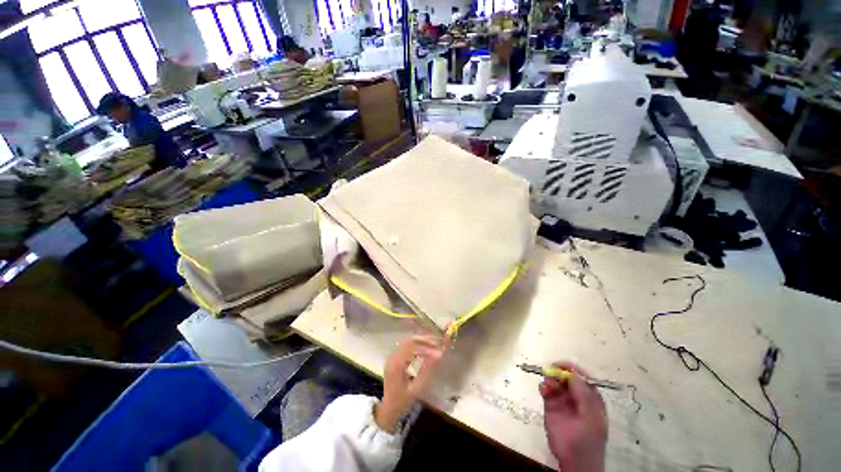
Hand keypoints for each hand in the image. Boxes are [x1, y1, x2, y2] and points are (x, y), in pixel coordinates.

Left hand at [374, 335, 447, 432]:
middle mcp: (392, 356)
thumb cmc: (403, 400)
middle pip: (409, 341)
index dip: (424, 343)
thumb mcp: (417, 388)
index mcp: (396, 364)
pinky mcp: (394, 358)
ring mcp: (392, 356)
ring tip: (433, 348)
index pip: (411, 345)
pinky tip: (424, 353)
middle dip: (423, 341)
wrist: (388, 407)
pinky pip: (405, 347)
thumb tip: (439, 355)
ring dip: (420, 343)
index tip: (437, 346)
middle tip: (437, 344)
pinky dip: (416, 347)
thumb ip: (427, 370)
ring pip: (407, 343)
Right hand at [540, 361, 607, 471]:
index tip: (562, 365)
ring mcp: (563, 401)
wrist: (574, 461)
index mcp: (591, 399)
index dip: (573, 369)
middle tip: (551, 371)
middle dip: (559, 372)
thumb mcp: (591, 416)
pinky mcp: (551, 406)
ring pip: (555, 382)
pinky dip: (544, 387)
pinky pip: (546, 390)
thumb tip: (572, 374)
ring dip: (550, 379)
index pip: (583, 378)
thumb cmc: (587, 439)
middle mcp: (577, 397)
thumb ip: (583, 394)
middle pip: (567, 377)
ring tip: (547, 385)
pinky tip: (543, 389)